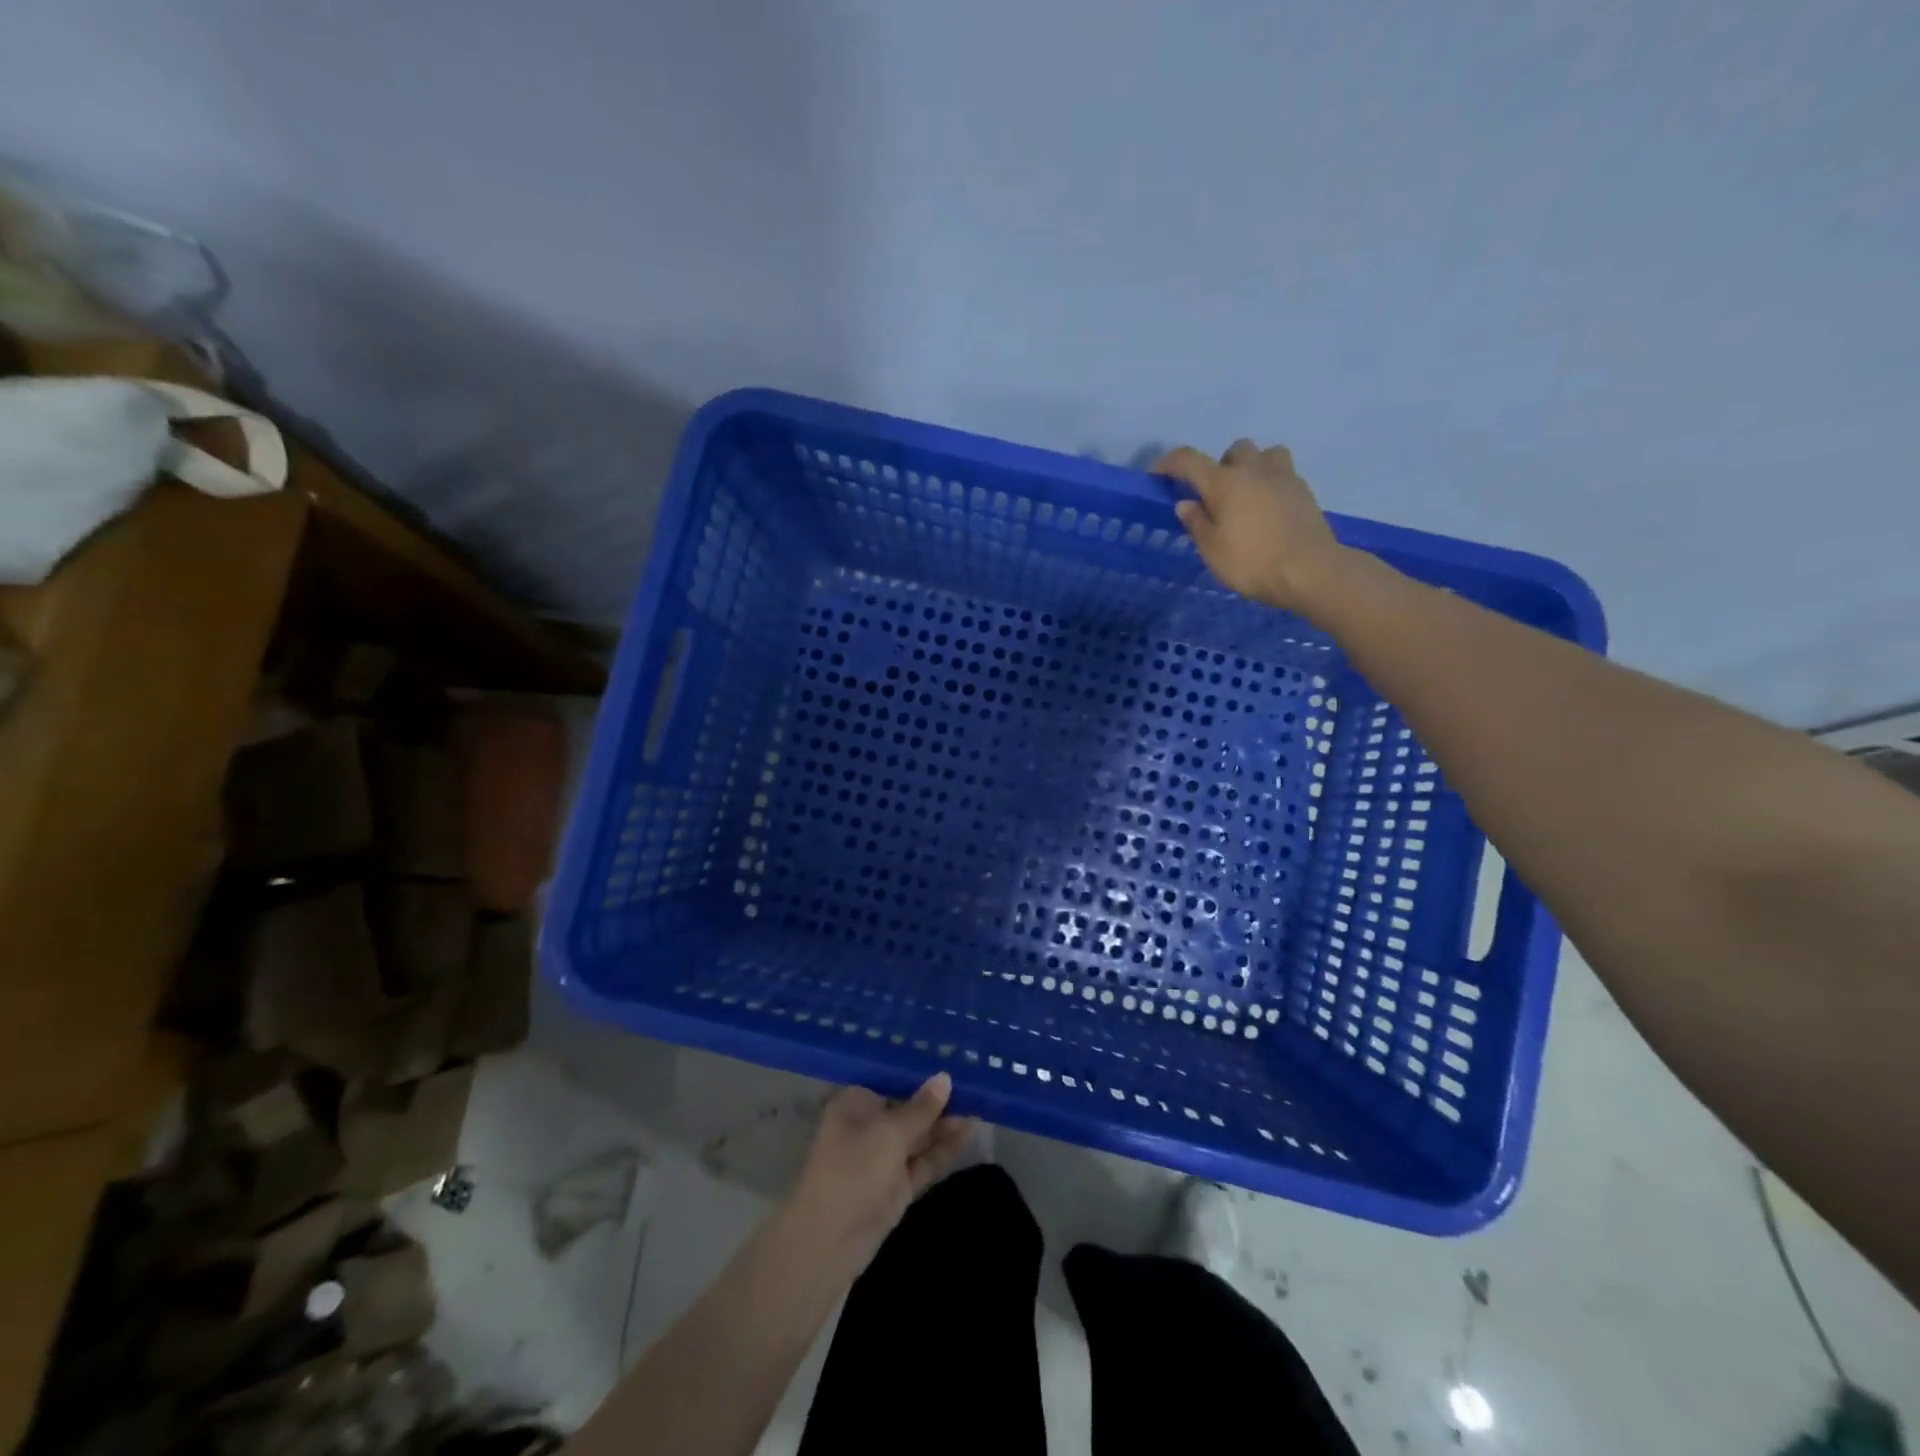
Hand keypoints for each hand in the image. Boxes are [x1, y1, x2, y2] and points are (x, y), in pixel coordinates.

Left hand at [784, 1073, 977, 1272]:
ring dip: (945, 1123)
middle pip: (908, 1107)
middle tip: (974, 1082)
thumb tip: (945, 1078)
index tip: (950, 1060)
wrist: (829, 1240)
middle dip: (938, 1099)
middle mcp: (869, 1126)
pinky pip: (924, 1160)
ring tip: (980, 1103)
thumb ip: (921, 1108)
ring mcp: (884, 1158)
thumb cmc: (853, 1169)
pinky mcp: (897, 1186)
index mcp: (856, 1104)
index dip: (920, 1072)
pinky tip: (969, 1131)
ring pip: (919, 1135)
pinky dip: (944, 1148)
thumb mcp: (890, 1133)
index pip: (892, 1079)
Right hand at [1157, 440, 1349, 615]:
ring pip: (1265, 454)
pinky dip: (1270, 483)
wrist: (1310, 570)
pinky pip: (1283, 473)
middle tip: (1214, 494)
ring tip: (1246, 494)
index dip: (1169, 463)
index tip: (1158, 475)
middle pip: (1233, 450)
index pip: (1189, 460)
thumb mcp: (1212, 550)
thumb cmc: (1252, 562)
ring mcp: (1284, 477)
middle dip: (1220, 465)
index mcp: (1224, 482)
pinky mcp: (1304, 491)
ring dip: (1252, 467)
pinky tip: (1267, 509)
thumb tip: (1186, 503)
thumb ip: (1196, 523)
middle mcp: (1254, 470)